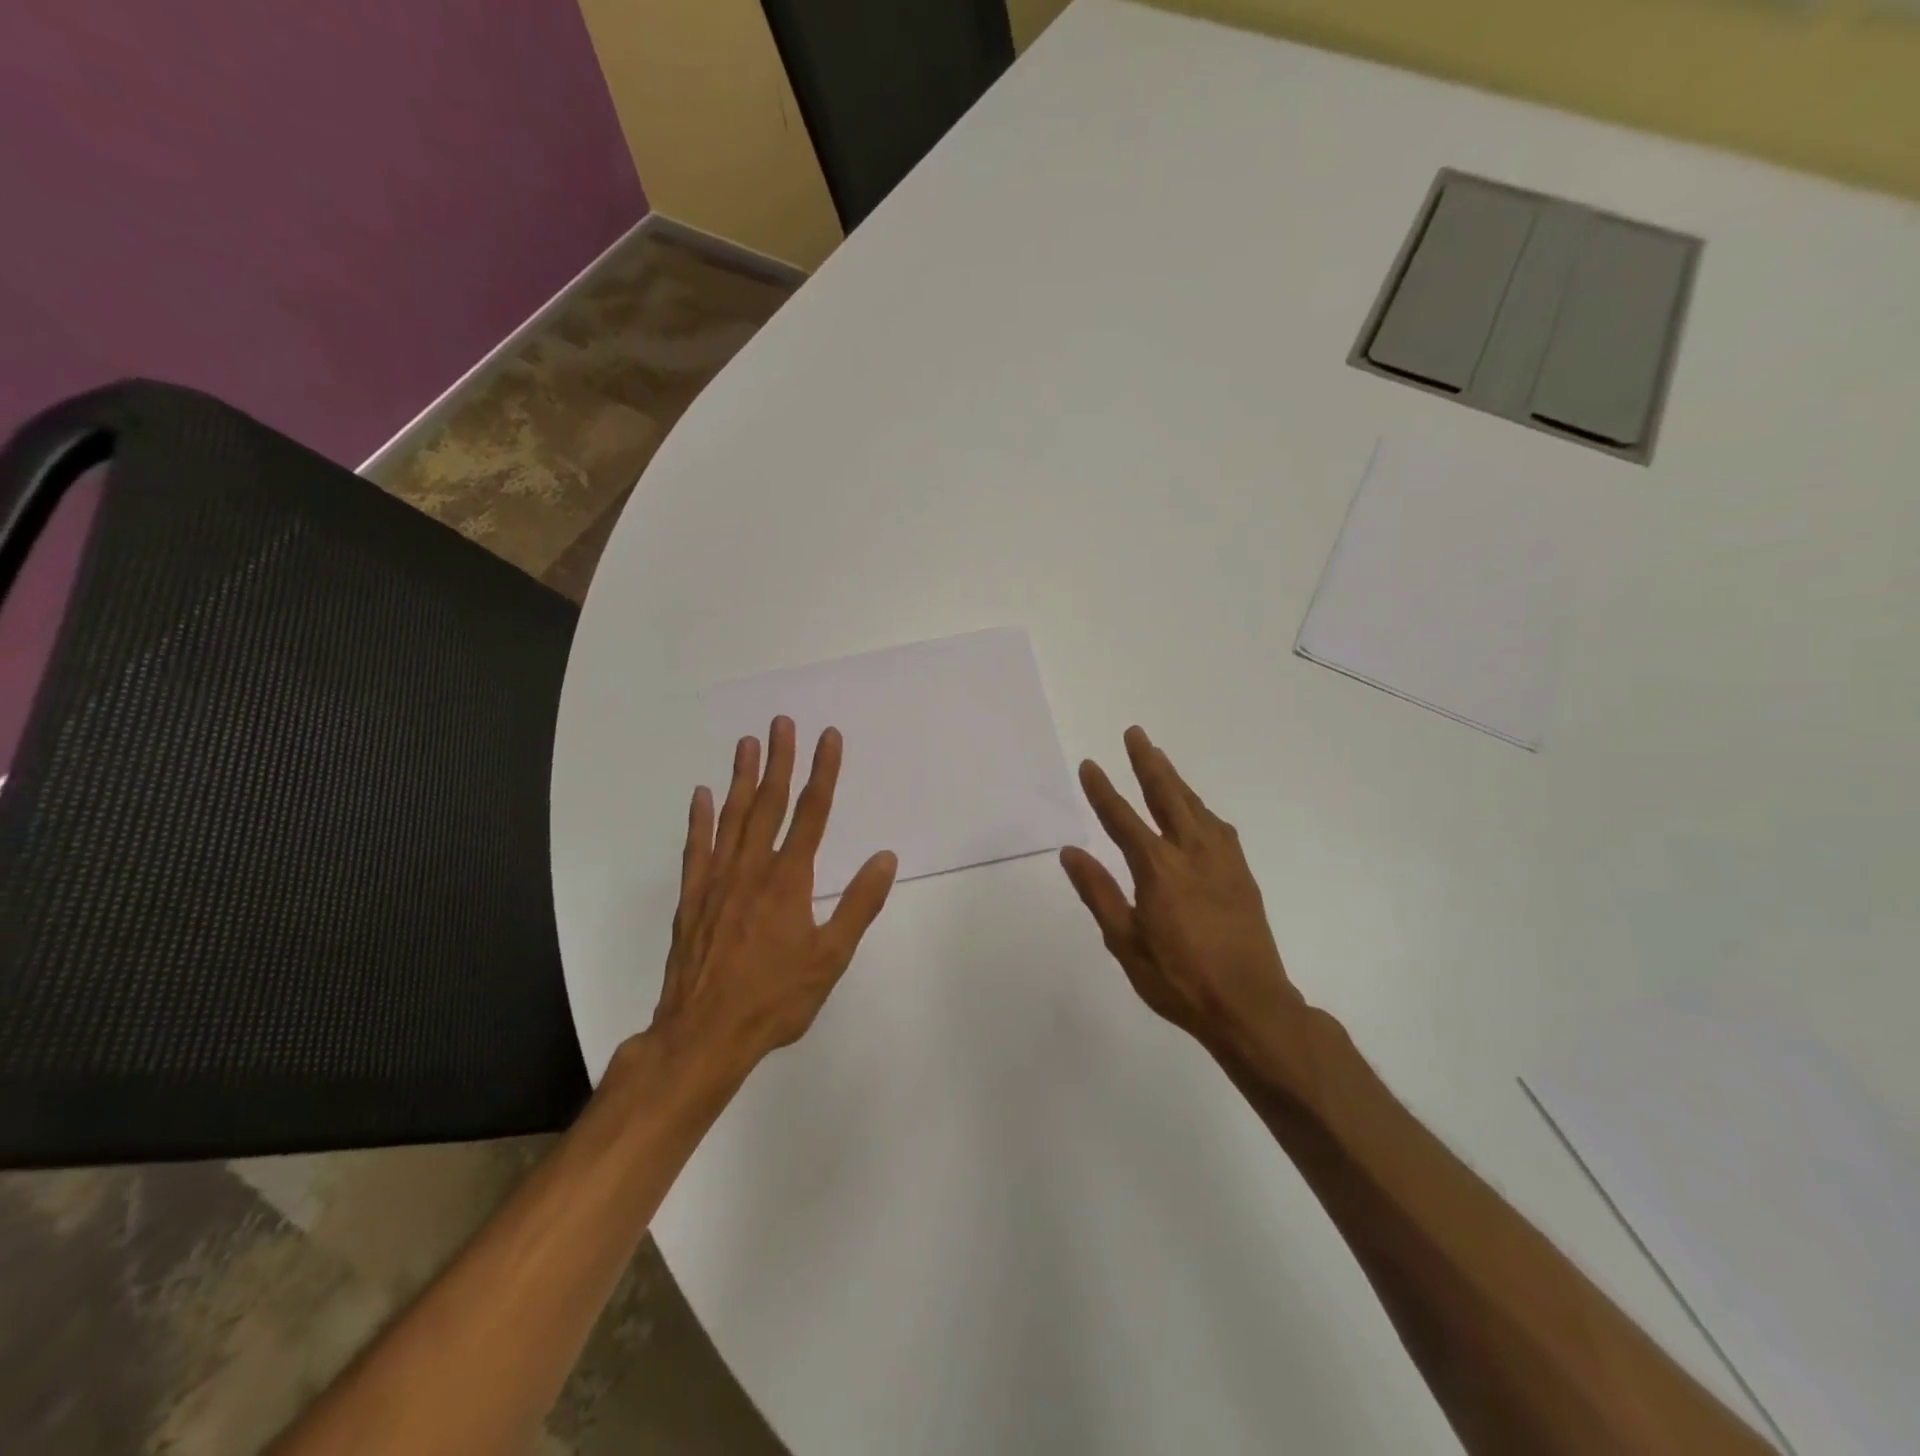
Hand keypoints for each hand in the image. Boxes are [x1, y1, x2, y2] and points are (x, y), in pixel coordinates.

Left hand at [649, 716, 897, 1067]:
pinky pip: (697, 849)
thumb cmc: (775, 999)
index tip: (828, 737)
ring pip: (732, 818)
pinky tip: (701, 795)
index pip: (811, 814)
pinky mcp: (692, 899)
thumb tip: (886, 858)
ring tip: (746, 743)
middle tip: (781, 722)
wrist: (704, 1035)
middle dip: (779, 760)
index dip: (822, 772)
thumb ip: (859, 905)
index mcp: (789, 881)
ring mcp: (717, 882)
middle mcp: (752, 870)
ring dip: (741, 778)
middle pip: (769, 804)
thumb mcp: (830, 958)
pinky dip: (700, 820)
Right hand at [1060, 726, 1307, 1068]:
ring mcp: (1222, 860)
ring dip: (1175, 779)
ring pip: (1195, 806)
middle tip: (1135, 734)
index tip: (1090, 765)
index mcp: (1158, 868)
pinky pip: (1217, 826)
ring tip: (1160, 758)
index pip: (1122, 818)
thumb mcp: (1125, 942)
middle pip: (1166, 795)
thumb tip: (1070, 851)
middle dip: (1147, 763)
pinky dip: (1200, 807)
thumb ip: (1098, 892)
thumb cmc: (1179, 980)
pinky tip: (1196, 809)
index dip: (1103, 790)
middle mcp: (1191, 852)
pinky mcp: (1241, 872)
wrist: (1251, 1006)